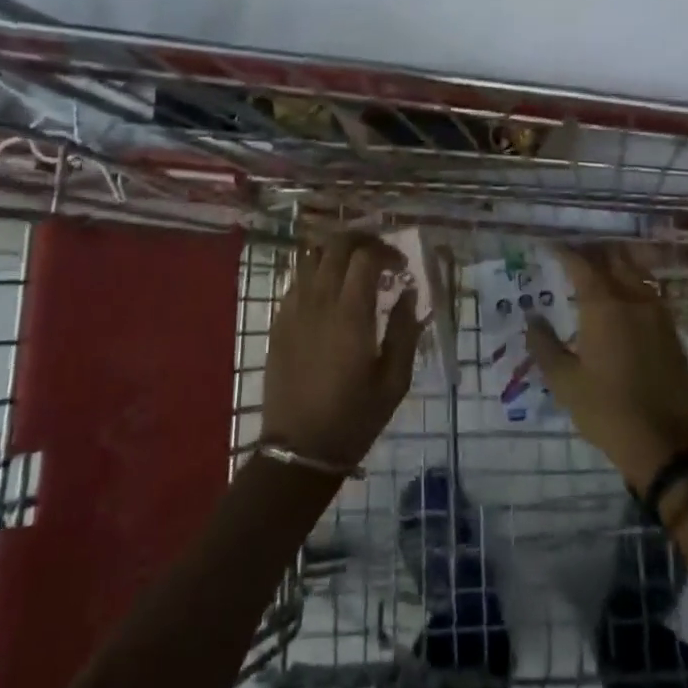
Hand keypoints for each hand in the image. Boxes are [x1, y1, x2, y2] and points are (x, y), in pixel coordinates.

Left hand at [261, 235, 419, 472]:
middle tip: (380, 255)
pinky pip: (296, 278)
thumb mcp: (394, 380)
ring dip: (336, 250)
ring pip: (310, 255)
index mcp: (350, 314)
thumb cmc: (354, 416)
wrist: (299, 448)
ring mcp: (294, 308)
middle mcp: (319, 301)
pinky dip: (316, 271)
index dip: (386, 251)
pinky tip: (330, 290)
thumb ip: (404, 330)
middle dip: (362, 240)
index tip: (401, 267)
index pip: (365, 256)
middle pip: (336, 244)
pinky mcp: (279, 320)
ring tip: (354, 265)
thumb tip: (408, 292)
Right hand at [525, 245, 687, 488]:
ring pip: (636, 271)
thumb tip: (533, 318)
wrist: (665, 443)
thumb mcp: (564, 382)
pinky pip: (650, 291)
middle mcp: (633, 299)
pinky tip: (623, 297)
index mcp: (604, 306)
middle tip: (572, 253)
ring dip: (616, 262)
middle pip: (613, 258)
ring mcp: (657, 313)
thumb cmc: (606, 410)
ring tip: (597, 268)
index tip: (549, 247)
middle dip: (592, 250)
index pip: (582, 263)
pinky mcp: (671, 330)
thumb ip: (544, 344)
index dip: (564, 251)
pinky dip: (634, 282)